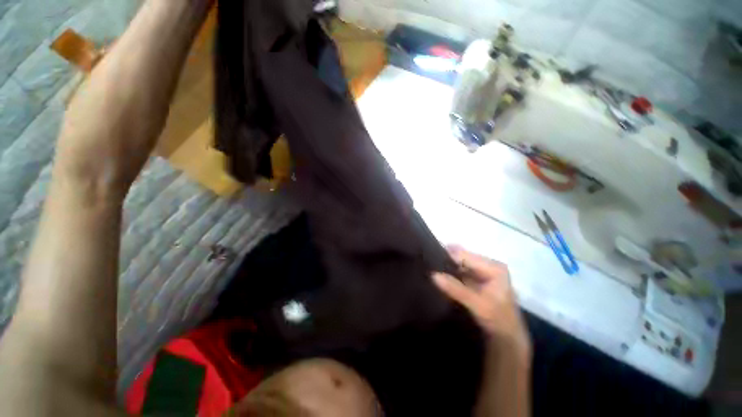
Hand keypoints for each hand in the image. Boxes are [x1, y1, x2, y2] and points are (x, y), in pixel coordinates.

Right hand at [432, 246, 530, 358]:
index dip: (447, 256)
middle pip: (462, 257)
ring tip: (430, 267)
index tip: (429, 258)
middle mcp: (488, 265)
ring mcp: (482, 272)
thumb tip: (433, 275)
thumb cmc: (498, 320)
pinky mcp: (476, 280)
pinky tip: (438, 275)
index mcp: (494, 267)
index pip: (465, 255)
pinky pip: (460, 272)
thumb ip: (456, 289)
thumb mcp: (477, 305)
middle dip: (446, 260)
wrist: (507, 339)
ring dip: (447, 267)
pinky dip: (450, 273)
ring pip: (459, 264)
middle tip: (428, 263)